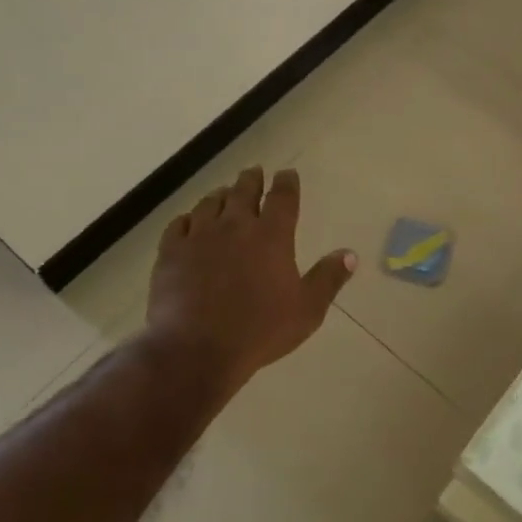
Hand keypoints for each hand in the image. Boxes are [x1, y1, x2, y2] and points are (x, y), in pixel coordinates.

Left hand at [145, 167, 355, 396]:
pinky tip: (189, 222)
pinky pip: (179, 225)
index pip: (282, 197)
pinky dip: (188, 219)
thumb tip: (350, 254)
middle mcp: (235, 226)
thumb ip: (328, 278)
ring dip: (220, 195)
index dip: (286, 182)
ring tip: (224, 193)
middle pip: (243, 191)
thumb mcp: (307, 309)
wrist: (196, 349)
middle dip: (252, 180)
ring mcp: (199, 237)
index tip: (287, 174)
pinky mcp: (171, 253)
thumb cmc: (260, 330)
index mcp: (272, 236)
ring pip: (210, 203)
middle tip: (254, 173)